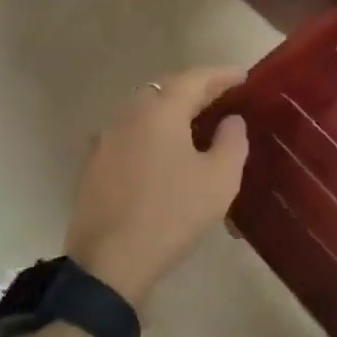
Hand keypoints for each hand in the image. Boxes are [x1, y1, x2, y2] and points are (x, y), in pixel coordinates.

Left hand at [66, 68, 248, 310]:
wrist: (108, 262)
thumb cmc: (171, 215)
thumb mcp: (219, 180)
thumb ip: (232, 142)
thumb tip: (232, 120)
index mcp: (160, 112)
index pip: (194, 78)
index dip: (221, 74)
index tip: (243, 76)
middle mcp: (128, 115)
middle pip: (165, 89)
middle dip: (195, 89)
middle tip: (221, 97)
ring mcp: (105, 139)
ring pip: (143, 110)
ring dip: (170, 110)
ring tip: (194, 122)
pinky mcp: (93, 164)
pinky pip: (129, 133)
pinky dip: (151, 131)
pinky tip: (162, 151)